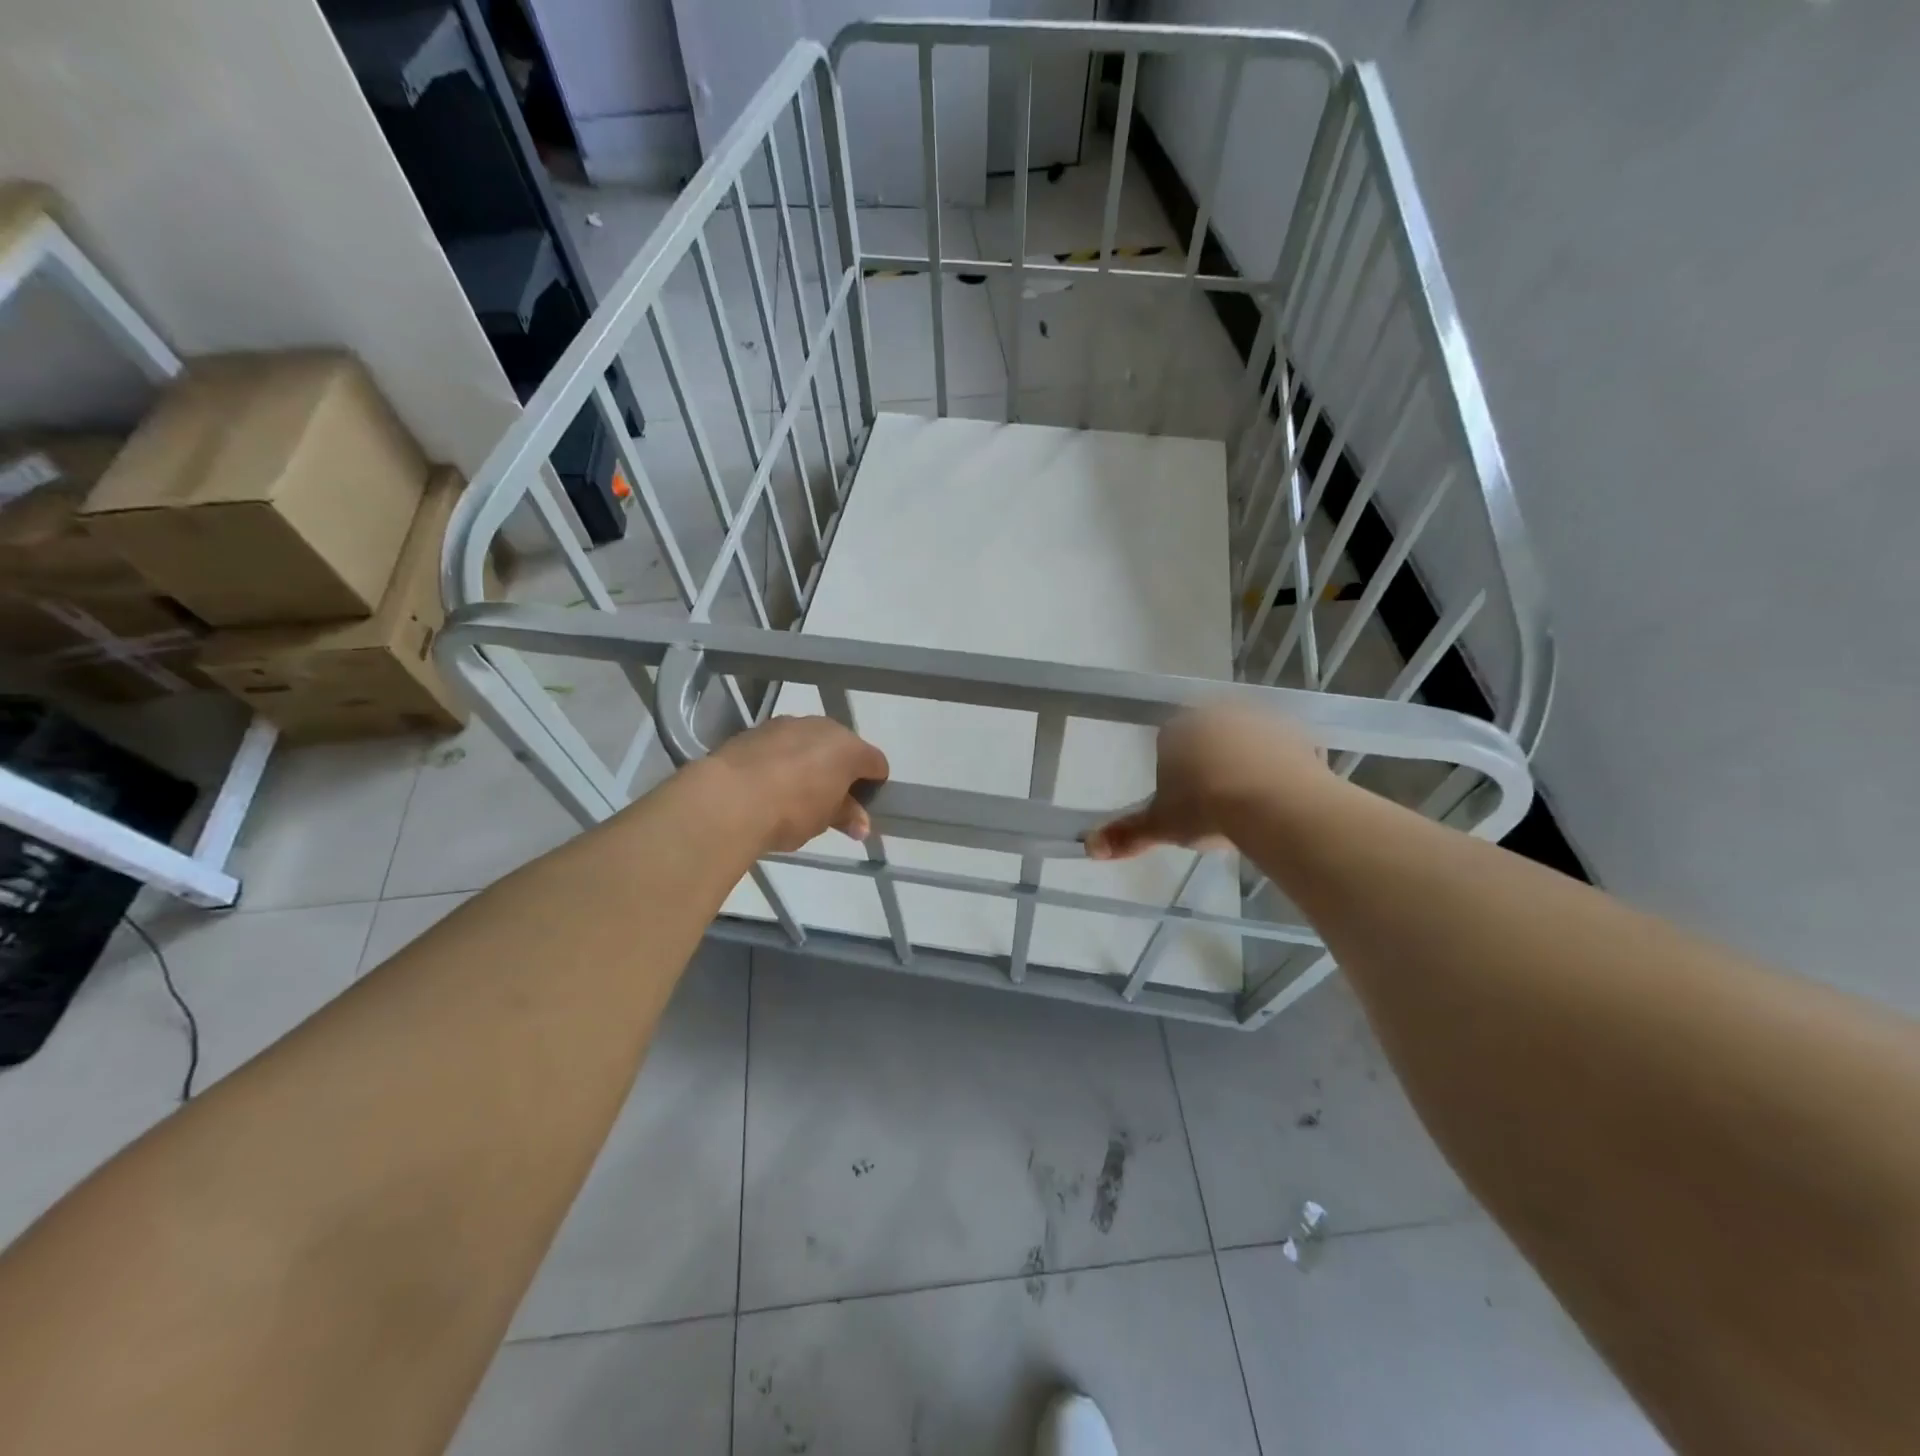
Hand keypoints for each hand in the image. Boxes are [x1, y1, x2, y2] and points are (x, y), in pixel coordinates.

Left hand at [707, 715, 889, 853]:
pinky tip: (767, 784)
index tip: (861, 807)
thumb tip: (860, 824)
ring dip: (809, 762)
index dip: (874, 785)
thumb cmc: (790, 811)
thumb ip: (846, 816)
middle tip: (828, 801)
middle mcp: (822, 727)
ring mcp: (787, 724)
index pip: (876, 763)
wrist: (728, 799)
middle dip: (839, 771)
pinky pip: (780, 745)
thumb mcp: (825, 820)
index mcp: (848, 748)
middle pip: (842, 748)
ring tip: (793, 793)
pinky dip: (780, 759)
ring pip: (809, 742)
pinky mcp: (755, 730)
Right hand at [1085, 704, 1326, 859]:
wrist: (1273, 803)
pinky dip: (1280, 770)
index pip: (1168, 746)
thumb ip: (1127, 834)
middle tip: (1216, 806)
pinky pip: (1282, 752)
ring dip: (1246, 764)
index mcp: (1178, 729)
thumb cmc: (1205, 808)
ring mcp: (1260, 719)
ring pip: (1246, 742)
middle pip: (1208, 739)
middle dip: (1210, 765)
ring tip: (1250, 806)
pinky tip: (1280, 799)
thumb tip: (1089, 848)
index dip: (1175, 776)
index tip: (1185, 805)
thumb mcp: (1161, 825)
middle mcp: (1216, 713)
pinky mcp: (1297, 732)